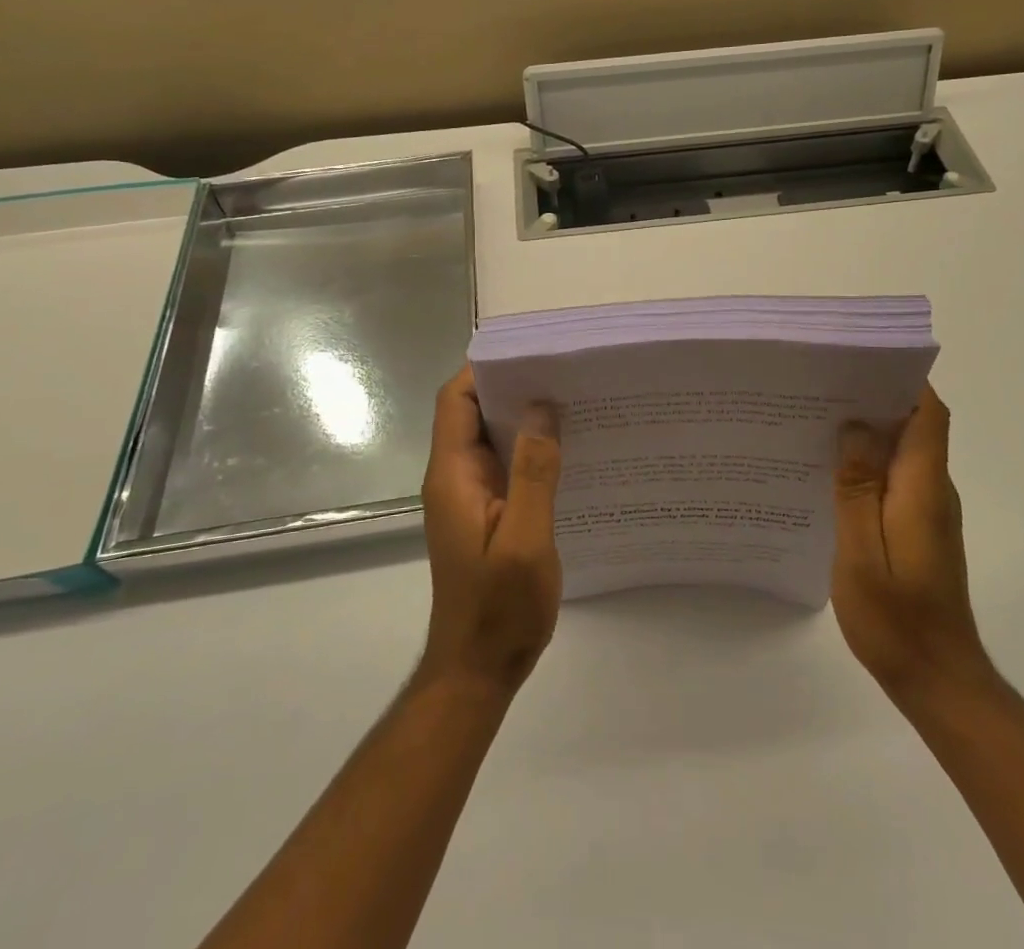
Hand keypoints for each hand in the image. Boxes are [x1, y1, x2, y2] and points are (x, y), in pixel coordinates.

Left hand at [417, 365, 562, 695]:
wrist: (478, 670)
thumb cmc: (499, 609)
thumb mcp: (526, 540)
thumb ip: (534, 472)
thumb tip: (541, 407)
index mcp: (453, 475)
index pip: (456, 400)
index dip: (485, 370)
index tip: (530, 353)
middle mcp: (454, 477)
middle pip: (472, 412)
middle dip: (511, 386)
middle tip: (562, 371)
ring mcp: (467, 496)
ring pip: (490, 437)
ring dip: (522, 417)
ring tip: (570, 399)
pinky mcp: (484, 513)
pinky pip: (503, 464)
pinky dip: (527, 448)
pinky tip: (564, 449)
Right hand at [832, 385, 991, 704]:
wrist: (938, 681)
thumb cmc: (897, 619)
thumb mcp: (862, 551)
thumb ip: (858, 486)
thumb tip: (855, 425)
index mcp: (923, 487)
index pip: (928, 414)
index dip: (902, 380)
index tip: (859, 361)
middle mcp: (934, 490)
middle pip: (914, 425)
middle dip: (874, 397)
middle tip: (821, 386)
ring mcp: (929, 510)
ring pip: (903, 450)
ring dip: (868, 430)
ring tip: (816, 419)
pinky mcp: (920, 527)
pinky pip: (895, 477)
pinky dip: (868, 463)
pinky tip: (829, 471)